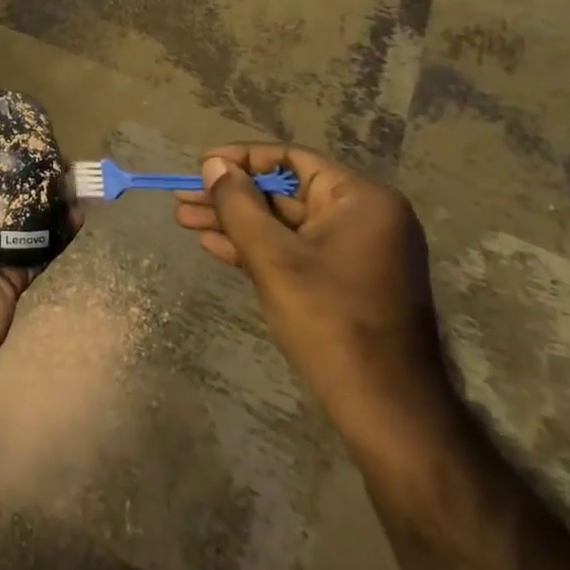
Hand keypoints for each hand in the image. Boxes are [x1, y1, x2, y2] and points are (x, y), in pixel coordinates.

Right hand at [175, 143, 459, 466]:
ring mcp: (355, 251)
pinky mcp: (344, 280)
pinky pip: (294, 250)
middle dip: (230, 196)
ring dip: (235, 222)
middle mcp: (363, 216)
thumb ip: (238, 205)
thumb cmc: (330, 321)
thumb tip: (213, 164)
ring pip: (283, 223)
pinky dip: (257, 248)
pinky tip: (214, 246)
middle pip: (284, 191)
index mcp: (360, 199)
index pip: (292, 159)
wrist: (386, 409)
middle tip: (182, 199)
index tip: (200, 166)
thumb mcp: (273, 257)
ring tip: (185, 220)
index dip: (241, 160)